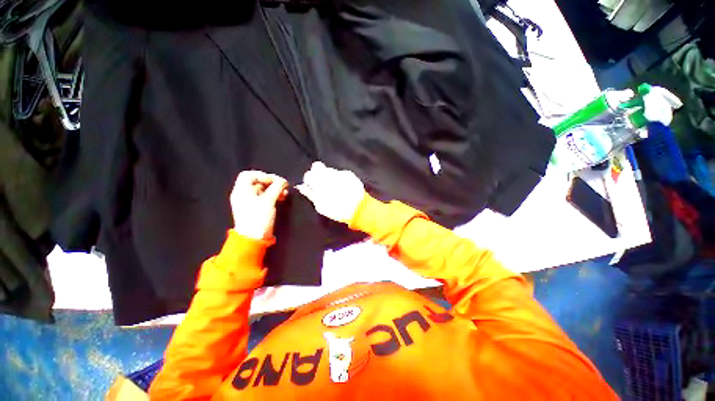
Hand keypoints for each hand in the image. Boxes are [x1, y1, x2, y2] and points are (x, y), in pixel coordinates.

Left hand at [230, 171, 287, 239]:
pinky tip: (281, 198)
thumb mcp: (269, 200)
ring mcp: (249, 202)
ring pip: (263, 190)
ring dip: (274, 189)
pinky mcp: (255, 209)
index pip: (249, 175)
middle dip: (272, 183)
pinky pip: (264, 197)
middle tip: (283, 186)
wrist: (253, 238)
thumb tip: (283, 181)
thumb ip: (277, 187)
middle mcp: (243, 194)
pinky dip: (273, 196)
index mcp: (242, 190)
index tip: (275, 181)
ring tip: (285, 193)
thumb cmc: (259, 217)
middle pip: (257, 182)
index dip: (263, 175)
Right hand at [297, 162, 364, 223]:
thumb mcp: (321, 206)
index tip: (312, 185)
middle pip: (317, 165)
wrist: (359, 208)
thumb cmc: (338, 210)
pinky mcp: (349, 173)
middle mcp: (329, 175)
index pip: (308, 175)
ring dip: (329, 175)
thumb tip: (301, 186)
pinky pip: (340, 173)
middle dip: (317, 172)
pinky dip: (340, 178)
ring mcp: (339, 173)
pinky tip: (344, 186)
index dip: (310, 180)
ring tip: (335, 186)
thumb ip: (310, 194)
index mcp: (319, 184)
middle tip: (321, 181)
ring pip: (329, 169)